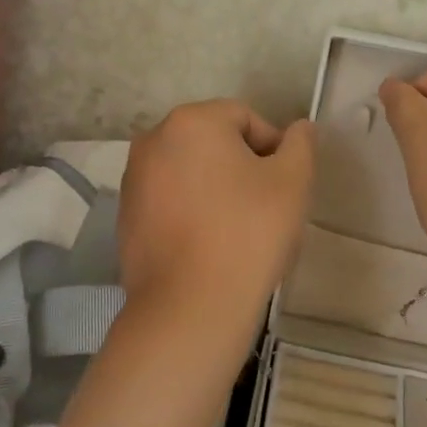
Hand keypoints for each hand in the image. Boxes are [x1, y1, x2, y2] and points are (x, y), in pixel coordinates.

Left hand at [118, 101, 315, 331]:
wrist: (191, 307)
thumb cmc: (248, 233)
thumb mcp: (292, 182)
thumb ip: (300, 145)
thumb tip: (300, 128)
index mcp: (191, 122)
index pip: (245, 118)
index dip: (273, 149)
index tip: (285, 187)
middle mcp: (153, 141)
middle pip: (213, 143)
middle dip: (242, 168)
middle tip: (265, 208)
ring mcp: (133, 181)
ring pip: (190, 173)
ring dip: (216, 190)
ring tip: (237, 230)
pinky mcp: (126, 218)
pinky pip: (170, 202)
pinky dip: (191, 213)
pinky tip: (208, 246)